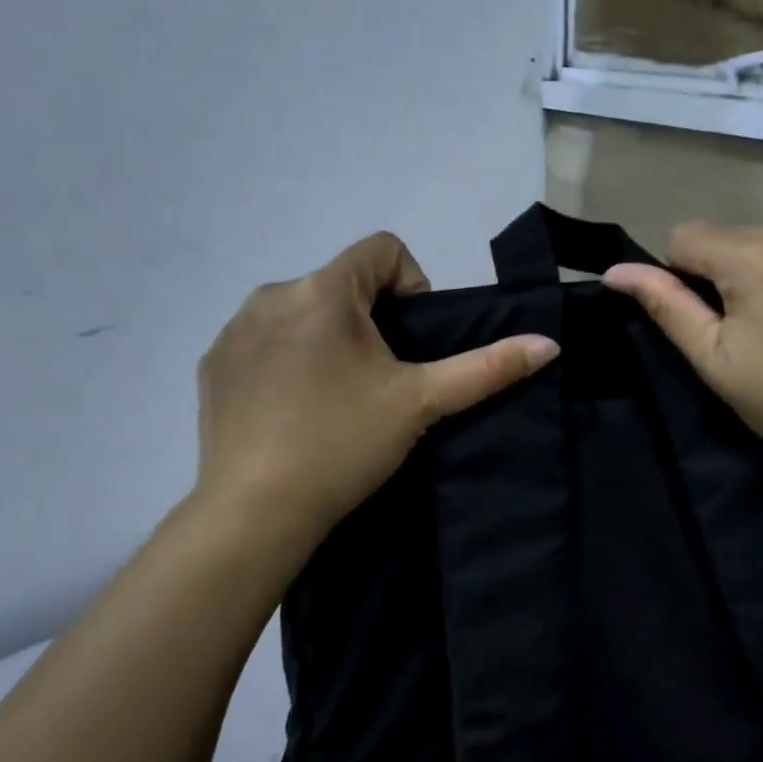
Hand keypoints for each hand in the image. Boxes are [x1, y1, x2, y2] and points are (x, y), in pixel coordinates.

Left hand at [191, 232, 559, 546]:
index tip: (411, 343)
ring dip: (329, 339)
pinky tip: (294, 411)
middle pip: (342, 284)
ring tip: (338, 399)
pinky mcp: (213, 364)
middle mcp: (271, 295)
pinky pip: (264, 341)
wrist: (254, 512)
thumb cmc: (343, 444)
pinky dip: (288, 361)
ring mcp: (234, 330)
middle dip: (370, 321)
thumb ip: (487, 368)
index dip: (413, 285)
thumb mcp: (421, 402)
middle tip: (380, 382)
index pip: (382, 249)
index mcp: (322, 290)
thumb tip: (549, 344)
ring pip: (302, 312)